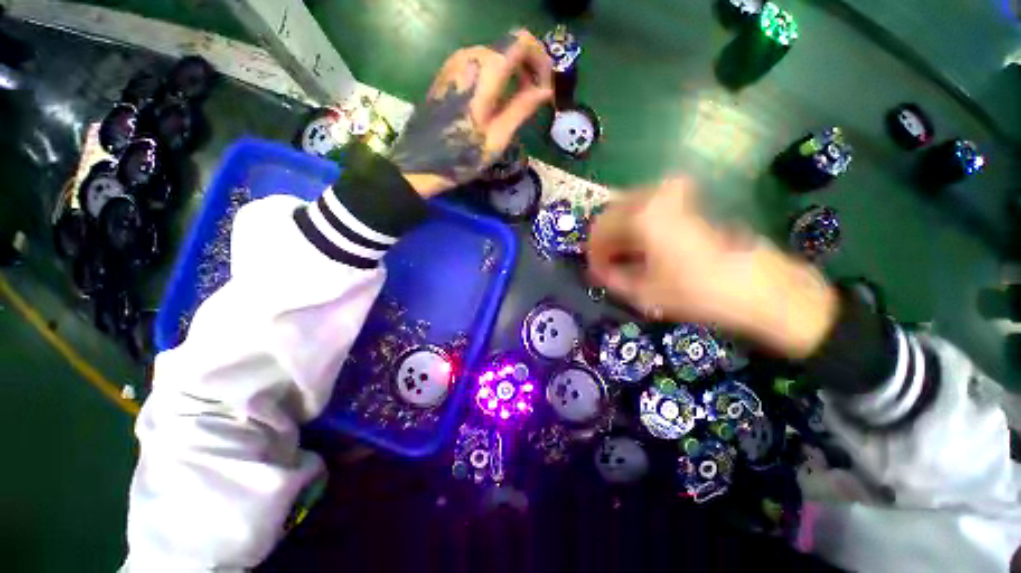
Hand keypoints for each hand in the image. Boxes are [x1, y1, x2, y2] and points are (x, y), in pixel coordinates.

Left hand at [389, 30, 553, 196]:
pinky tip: (497, 100)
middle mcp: (469, 56)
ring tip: (519, 102)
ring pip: (494, 54)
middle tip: (535, 98)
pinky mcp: (446, 74)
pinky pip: (478, 63)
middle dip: (528, 66)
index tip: (545, 86)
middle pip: (508, 45)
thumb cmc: (462, 155)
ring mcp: (454, 63)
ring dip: (512, 71)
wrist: (421, 162)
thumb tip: (545, 90)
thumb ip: (522, 108)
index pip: (522, 41)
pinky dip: (495, 75)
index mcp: (485, 70)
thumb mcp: (498, 136)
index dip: (540, 59)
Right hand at [586, 179, 839, 358]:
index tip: (595, 271)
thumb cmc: (696, 292)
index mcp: (641, 215)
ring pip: (628, 210)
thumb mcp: (642, 292)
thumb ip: (611, 277)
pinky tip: (643, 249)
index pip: (599, 230)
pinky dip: (638, 227)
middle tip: (608, 265)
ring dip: (621, 234)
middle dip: (606, 241)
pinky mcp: (688, 200)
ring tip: (625, 259)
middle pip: (612, 215)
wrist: (759, 287)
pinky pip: (648, 209)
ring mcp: (674, 193)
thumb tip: (597, 269)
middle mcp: (654, 194)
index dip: (593, 253)